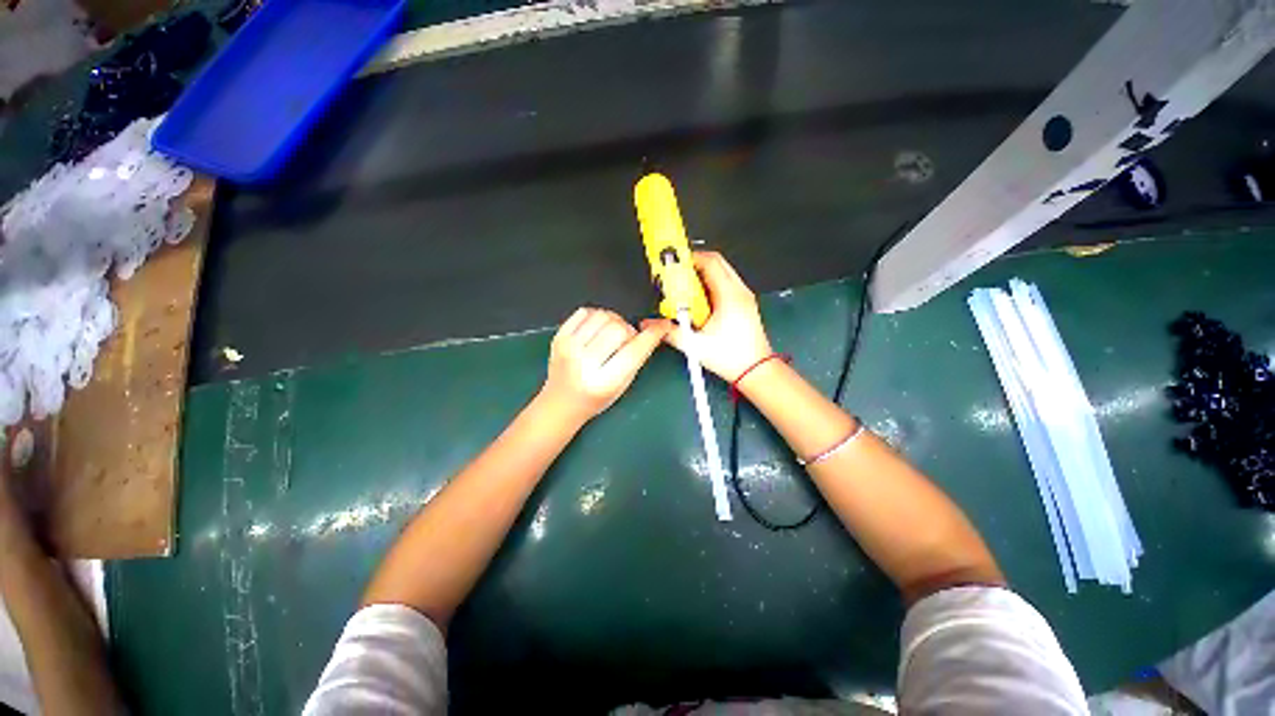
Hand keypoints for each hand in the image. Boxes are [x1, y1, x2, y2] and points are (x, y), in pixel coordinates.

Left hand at [539, 307, 667, 421]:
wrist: (561, 402)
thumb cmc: (596, 398)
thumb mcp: (623, 385)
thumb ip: (638, 358)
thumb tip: (653, 329)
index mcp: (604, 382)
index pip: (634, 351)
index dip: (653, 335)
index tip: (663, 326)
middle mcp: (584, 364)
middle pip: (619, 329)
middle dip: (629, 331)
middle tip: (626, 341)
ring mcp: (568, 348)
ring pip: (603, 316)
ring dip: (614, 321)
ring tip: (611, 334)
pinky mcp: (559, 337)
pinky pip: (585, 311)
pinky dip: (596, 316)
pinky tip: (597, 329)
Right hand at [643, 251, 772, 381]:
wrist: (756, 371)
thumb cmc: (732, 358)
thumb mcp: (695, 345)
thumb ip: (669, 332)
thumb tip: (651, 324)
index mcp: (729, 296)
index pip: (710, 262)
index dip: (689, 259)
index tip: (674, 264)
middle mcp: (740, 292)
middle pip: (717, 262)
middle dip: (694, 265)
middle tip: (678, 275)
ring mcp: (744, 297)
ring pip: (722, 272)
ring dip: (702, 275)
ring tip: (686, 290)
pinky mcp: (744, 304)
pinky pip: (726, 284)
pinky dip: (711, 286)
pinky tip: (700, 303)